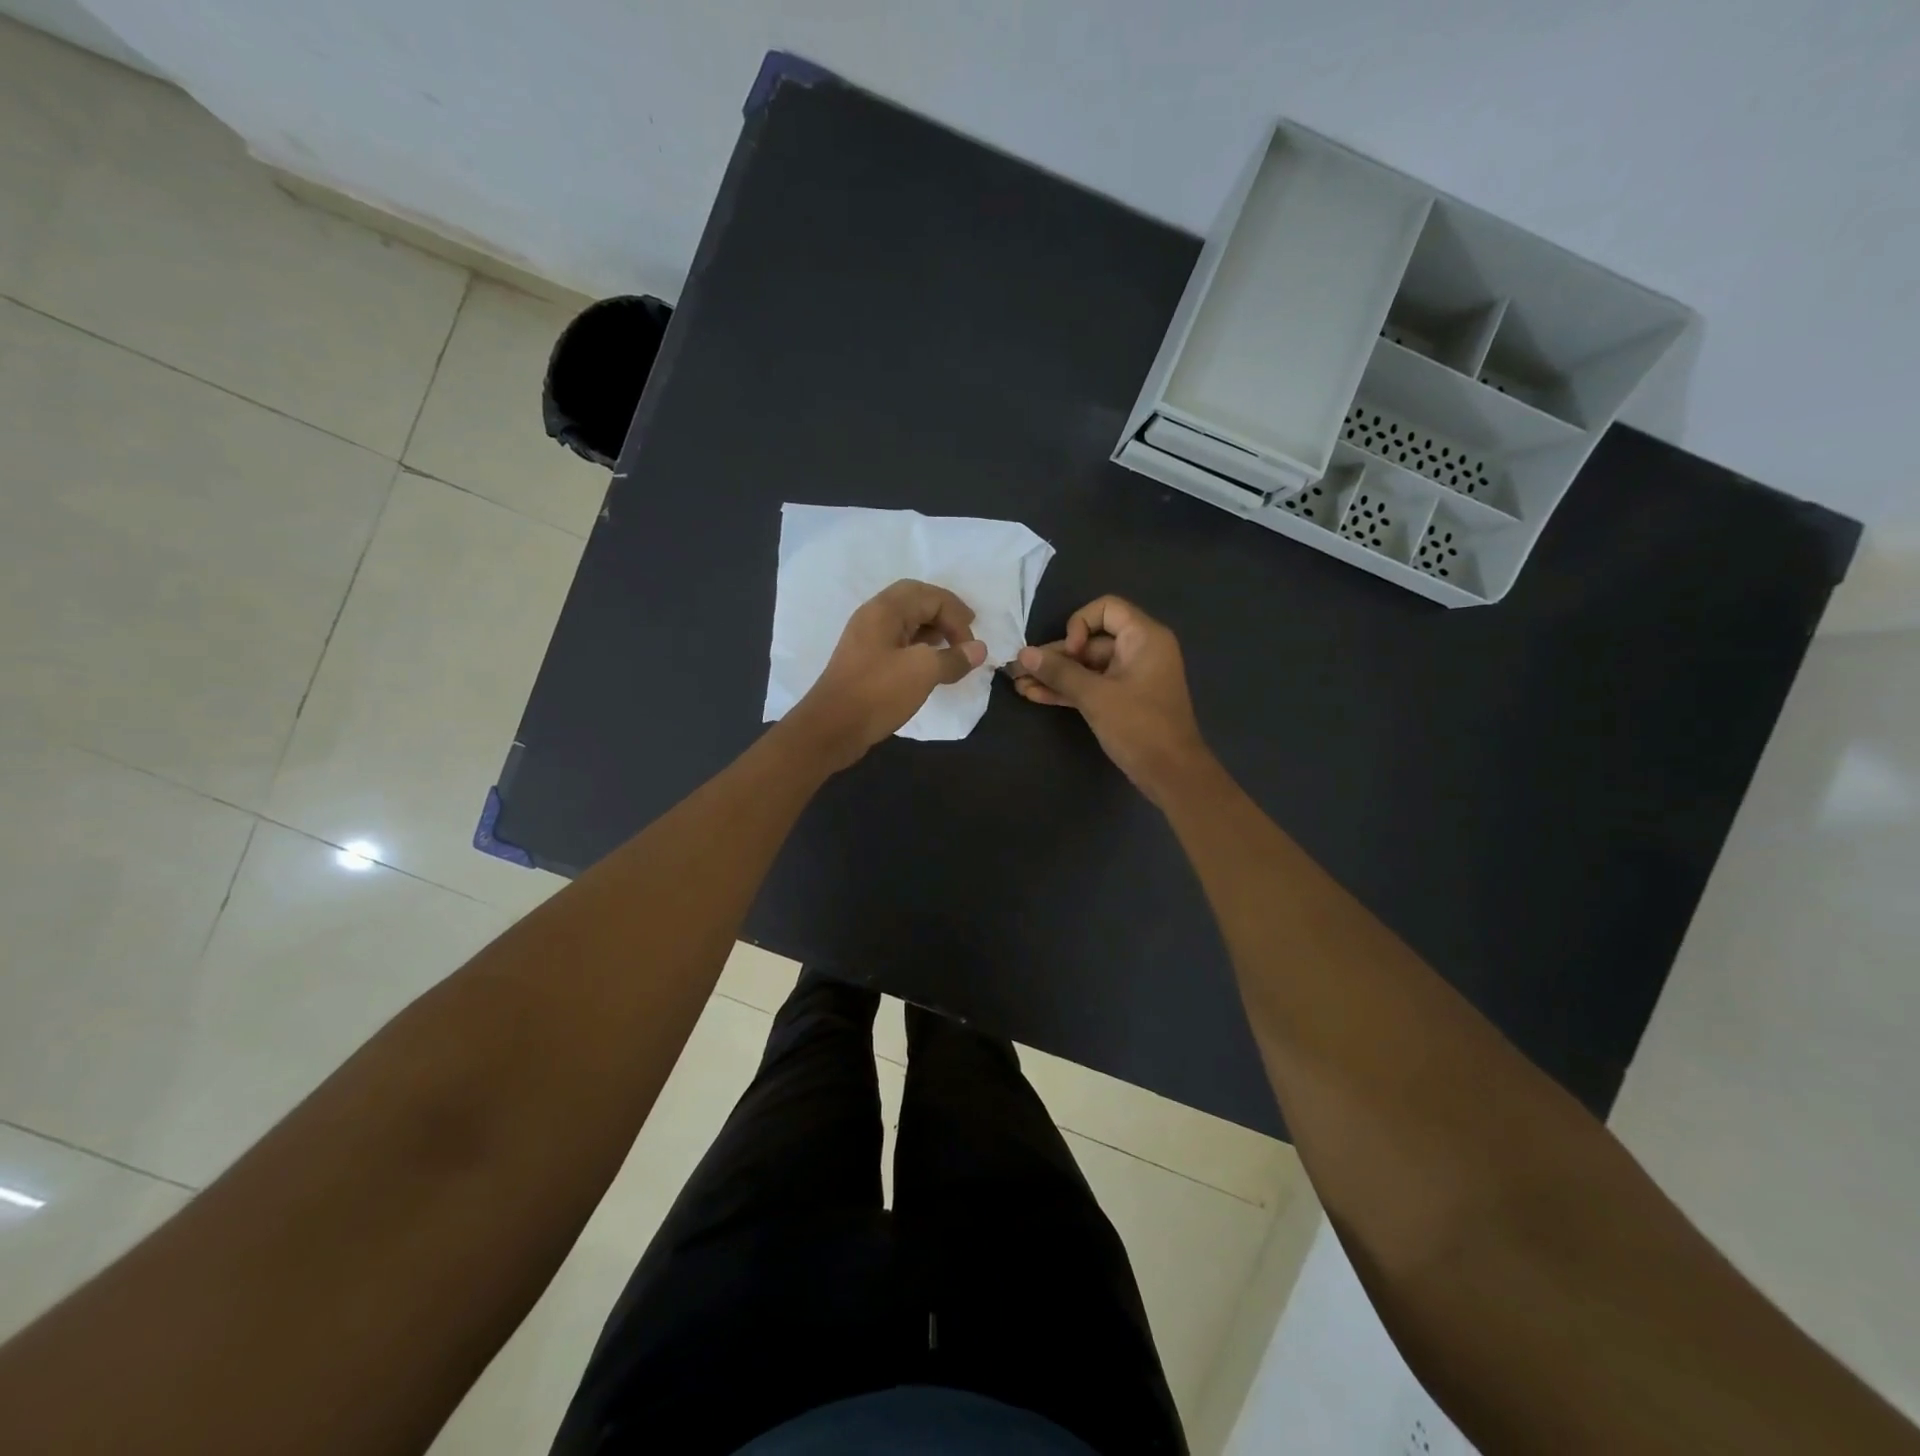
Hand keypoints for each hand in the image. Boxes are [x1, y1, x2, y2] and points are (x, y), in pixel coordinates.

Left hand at [788, 579, 987, 768]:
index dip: (957, 617)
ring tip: (952, 649)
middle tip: (966, 631)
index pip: (931, 596)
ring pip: (906, 621)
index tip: (970, 647)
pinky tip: (930, 665)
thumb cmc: (877, 693)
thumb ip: (953, 658)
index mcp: (885, 610)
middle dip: (945, 613)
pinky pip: (898, 641)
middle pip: (916, 600)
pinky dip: (919, 646)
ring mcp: (866, 639)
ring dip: (932, 630)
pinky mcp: (865, 661)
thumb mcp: (922, 673)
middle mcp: (873, 616)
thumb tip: (979, 650)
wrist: (831, 729)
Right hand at [1010, 595, 1211, 804]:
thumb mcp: (1095, 697)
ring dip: (1055, 676)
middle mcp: (1139, 650)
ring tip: (1019, 685)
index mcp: (1144, 638)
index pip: (1106, 608)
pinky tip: (1035, 696)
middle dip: (1055, 656)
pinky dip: (1068, 690)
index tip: (1071, 653)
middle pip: (1090, 641)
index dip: (1080, 625)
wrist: (1171, 774)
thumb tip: (1023, 655)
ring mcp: (1131, 677)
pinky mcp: (1123, 700)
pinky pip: (1092, 686)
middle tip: (1020, 670)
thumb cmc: (1139, 727)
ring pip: (1087, 667)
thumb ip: (1059, 673)